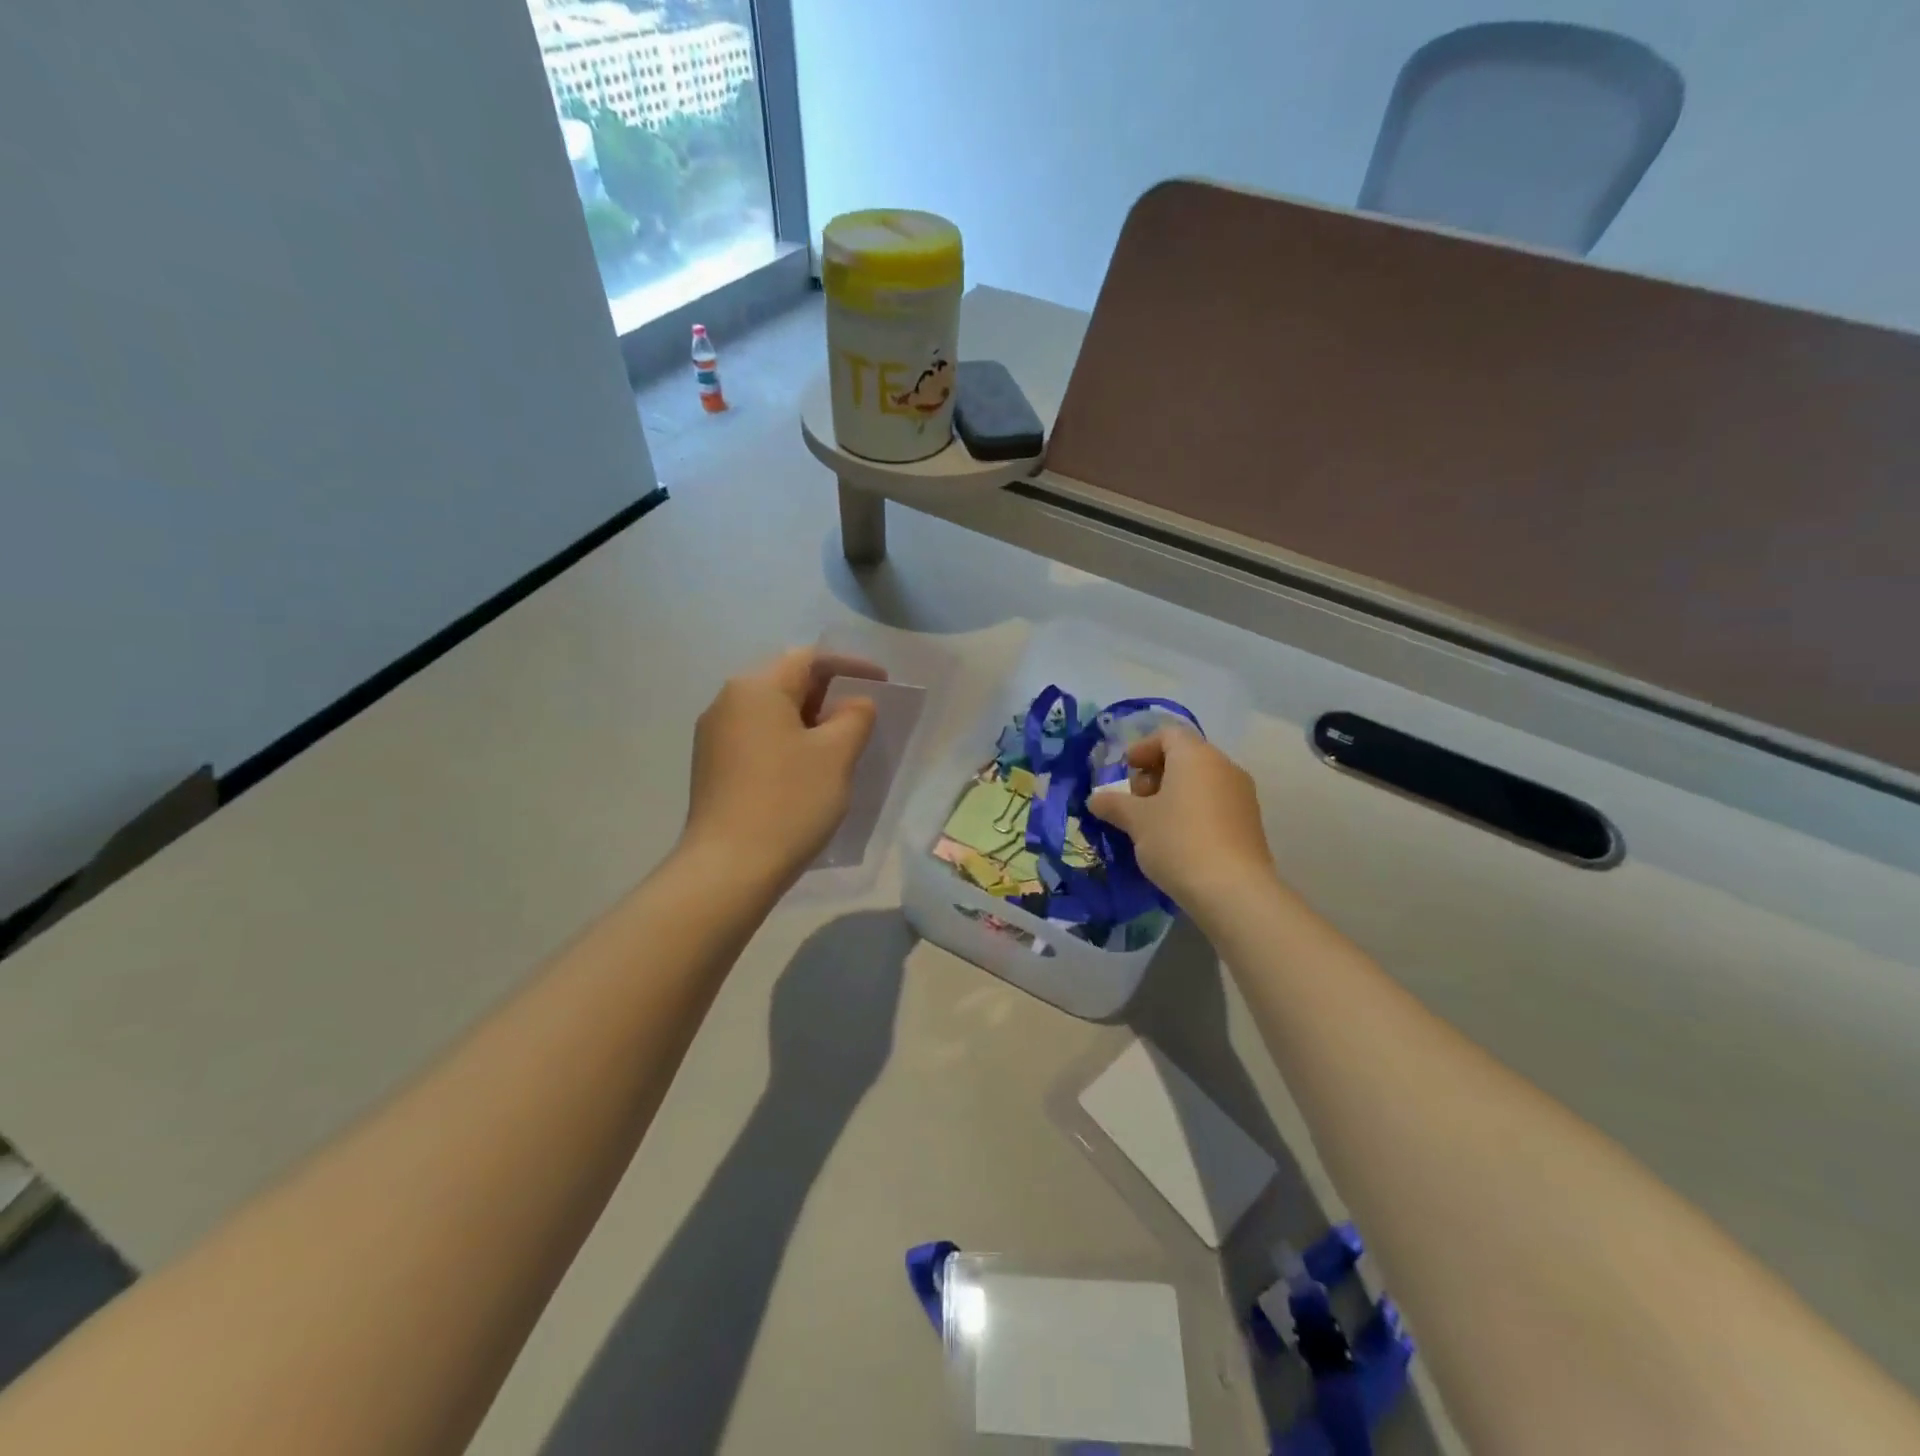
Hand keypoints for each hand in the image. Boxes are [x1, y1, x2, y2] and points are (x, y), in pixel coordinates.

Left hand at [682, 647, 883, 885]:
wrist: (729, 868)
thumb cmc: (789, 801)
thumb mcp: (836, 754)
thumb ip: (854, 716)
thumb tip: (853, 704)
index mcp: (755, 688)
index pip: (809, 658)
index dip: (851, 666)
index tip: (884, 684)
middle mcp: (727, 702)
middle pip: (787, 682)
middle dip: (830, 694)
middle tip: (865, 717)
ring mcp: (714, 736)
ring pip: (773, 713)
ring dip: (810, 721)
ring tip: (842, 744)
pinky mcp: (712, 767)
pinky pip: (759, 738)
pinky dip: (789, 742)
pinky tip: (808, 769)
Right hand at [1085, 726, 1274, 909]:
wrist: (1233, 890)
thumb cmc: (1178, 841)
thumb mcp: (1136, 821)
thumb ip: (1113, 804)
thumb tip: (1095, 799)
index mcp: (1196, 756)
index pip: (1168, 734)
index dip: (1142, 748)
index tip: (1124, 770)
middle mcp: (1224, 767)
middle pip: (1185, 757)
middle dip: (1155, 773)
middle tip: (1134, 800)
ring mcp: (1242, 795)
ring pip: (1201, 782)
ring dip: (1173, 794)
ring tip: (1152, 823)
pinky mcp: (1250, 823)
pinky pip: (1215, 804)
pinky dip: (1192, 811)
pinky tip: (1176, 839)